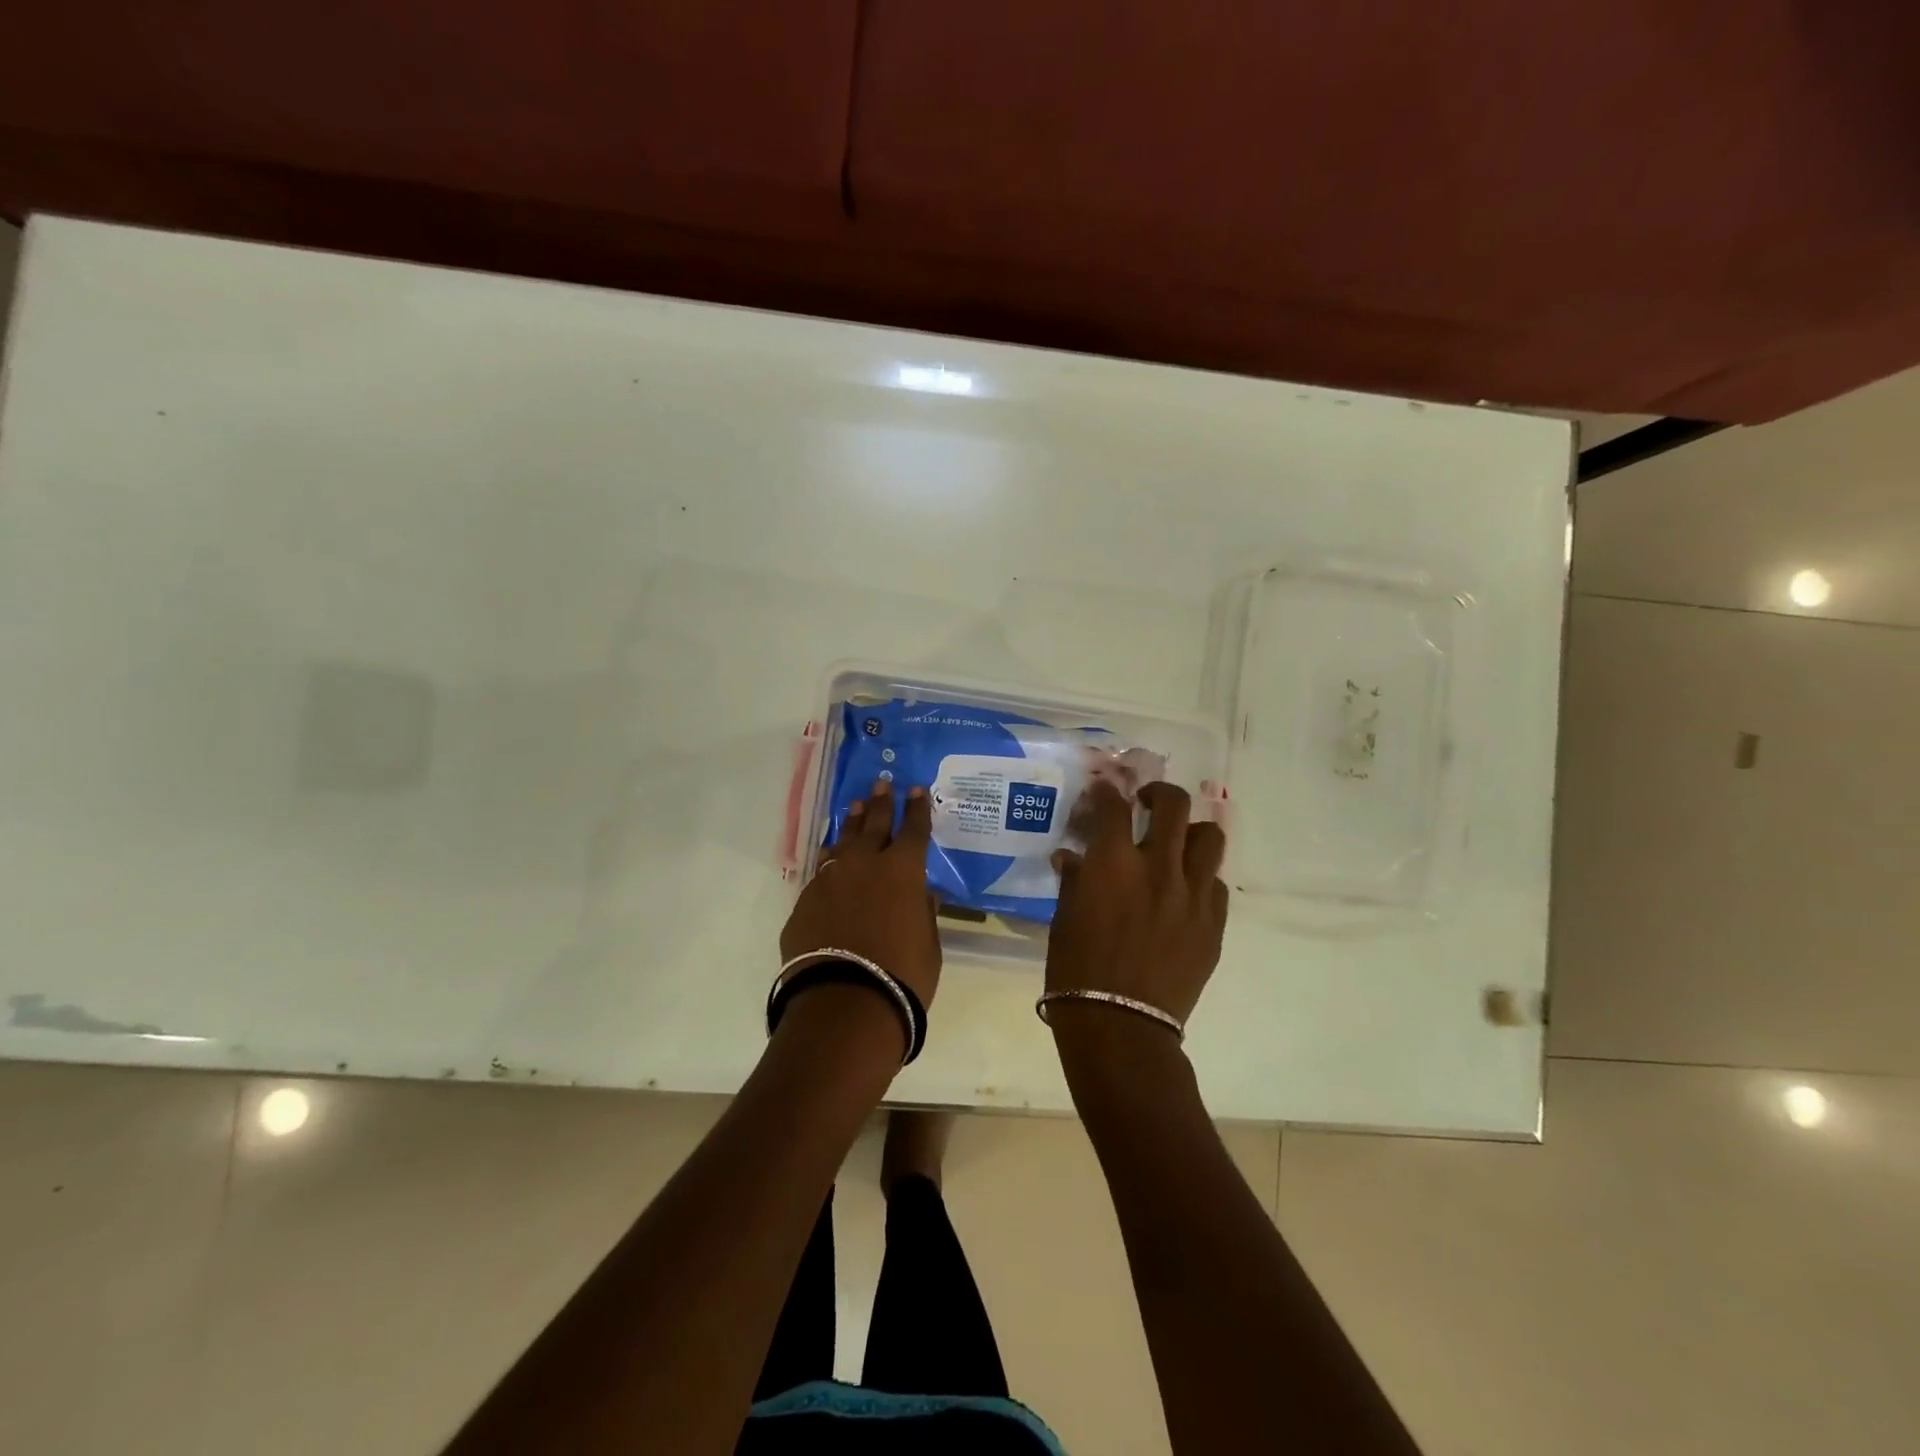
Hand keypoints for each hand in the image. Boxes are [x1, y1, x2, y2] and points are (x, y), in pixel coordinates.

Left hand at [780, 779, 941, 1010]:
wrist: (844, 1002)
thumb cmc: (902, 974)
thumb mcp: (928, 943)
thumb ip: (923, 911)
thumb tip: (921, 893)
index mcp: (902, 870)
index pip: (914, 829)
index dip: (917, 808)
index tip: (916, 789)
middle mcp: (864, 864)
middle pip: (874, 824)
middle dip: (881, 802)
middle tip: (882, 784)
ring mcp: (830, 879)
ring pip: (842, 841)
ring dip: (852, 824)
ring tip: (856, 807)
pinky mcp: (805, 901)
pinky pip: (821, 871)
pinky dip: (831, 861)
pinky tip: (831, 859)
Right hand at [1047, 781, 1227, 1025]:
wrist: (1121, 1026)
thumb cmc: (1077, 971)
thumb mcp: (1064, 919)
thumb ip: (1074, 880)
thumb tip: (1071, 857)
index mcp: (1113, 863)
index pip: (1113, 806)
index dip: (1106, 792)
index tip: (1103, 792)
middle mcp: (1158, 867)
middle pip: (1172, 804)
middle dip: (1158, 794)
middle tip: (1146, 804)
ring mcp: (1193, 894)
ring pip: (1209, 837)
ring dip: (1189, 832)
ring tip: (1176, 845)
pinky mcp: (1214, 924)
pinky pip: (1216, 884)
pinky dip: (1200, 879)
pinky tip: (1184, 894)